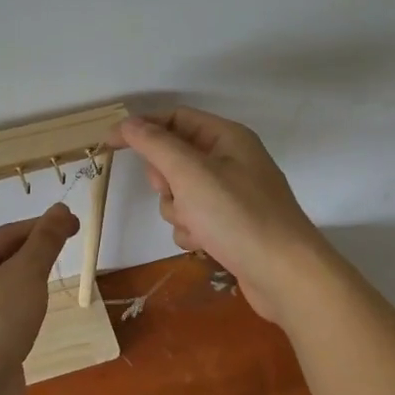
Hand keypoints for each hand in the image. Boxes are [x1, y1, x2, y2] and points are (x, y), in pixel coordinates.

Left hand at [0, 203, 80, 394]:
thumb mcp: (26, 274)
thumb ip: (45, 241)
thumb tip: (60, 209)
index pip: (7, 234)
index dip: (42, 226)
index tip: (73, 224)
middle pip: (2, 259)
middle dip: (34, 252)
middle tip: (67, 248)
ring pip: (4, 289)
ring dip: (29, 281)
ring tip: (53, 280)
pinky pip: (3, 315)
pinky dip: (23, 308)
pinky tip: (37, 316)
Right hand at [109, 108, 326, 324]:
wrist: (285, 276)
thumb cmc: (237, 216)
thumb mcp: (190, 173)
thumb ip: (155, 144)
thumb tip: (128, 123)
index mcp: (227, 137)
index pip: (175, 118)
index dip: (141, 128)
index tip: (109, 145)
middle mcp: (232, 161)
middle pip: (175, 158)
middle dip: (165, 180)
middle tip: (175, 192)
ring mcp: (232, 195)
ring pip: (180, 193)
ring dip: (178, 210)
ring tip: (197, 225)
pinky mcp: (231, 226)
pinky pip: (194, 218)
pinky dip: (192, 230)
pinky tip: (205, 244)